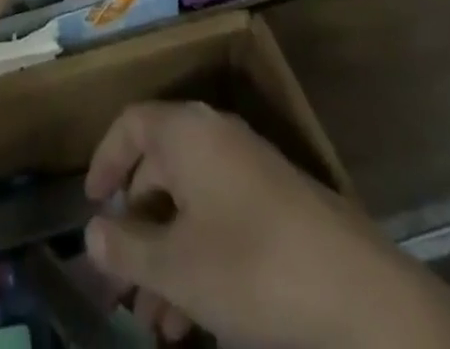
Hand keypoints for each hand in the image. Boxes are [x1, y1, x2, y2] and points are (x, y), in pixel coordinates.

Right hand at [85, 104, 449, 348]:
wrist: (359, 293)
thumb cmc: (252, 267)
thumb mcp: (178, 267)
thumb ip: (127, 249)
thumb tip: (91, 234)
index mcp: (186, 132)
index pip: (131, 123)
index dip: (104, 160)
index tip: (90, 205)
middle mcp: (215, 136)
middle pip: (158, 168)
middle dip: (136, 230)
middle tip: (121, 284)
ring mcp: (249, 168)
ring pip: (189, 203)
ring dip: (166, 256)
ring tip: (156, 325)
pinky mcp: (275, 203)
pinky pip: (219, 217)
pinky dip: (198, 257)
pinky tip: (195, 321)